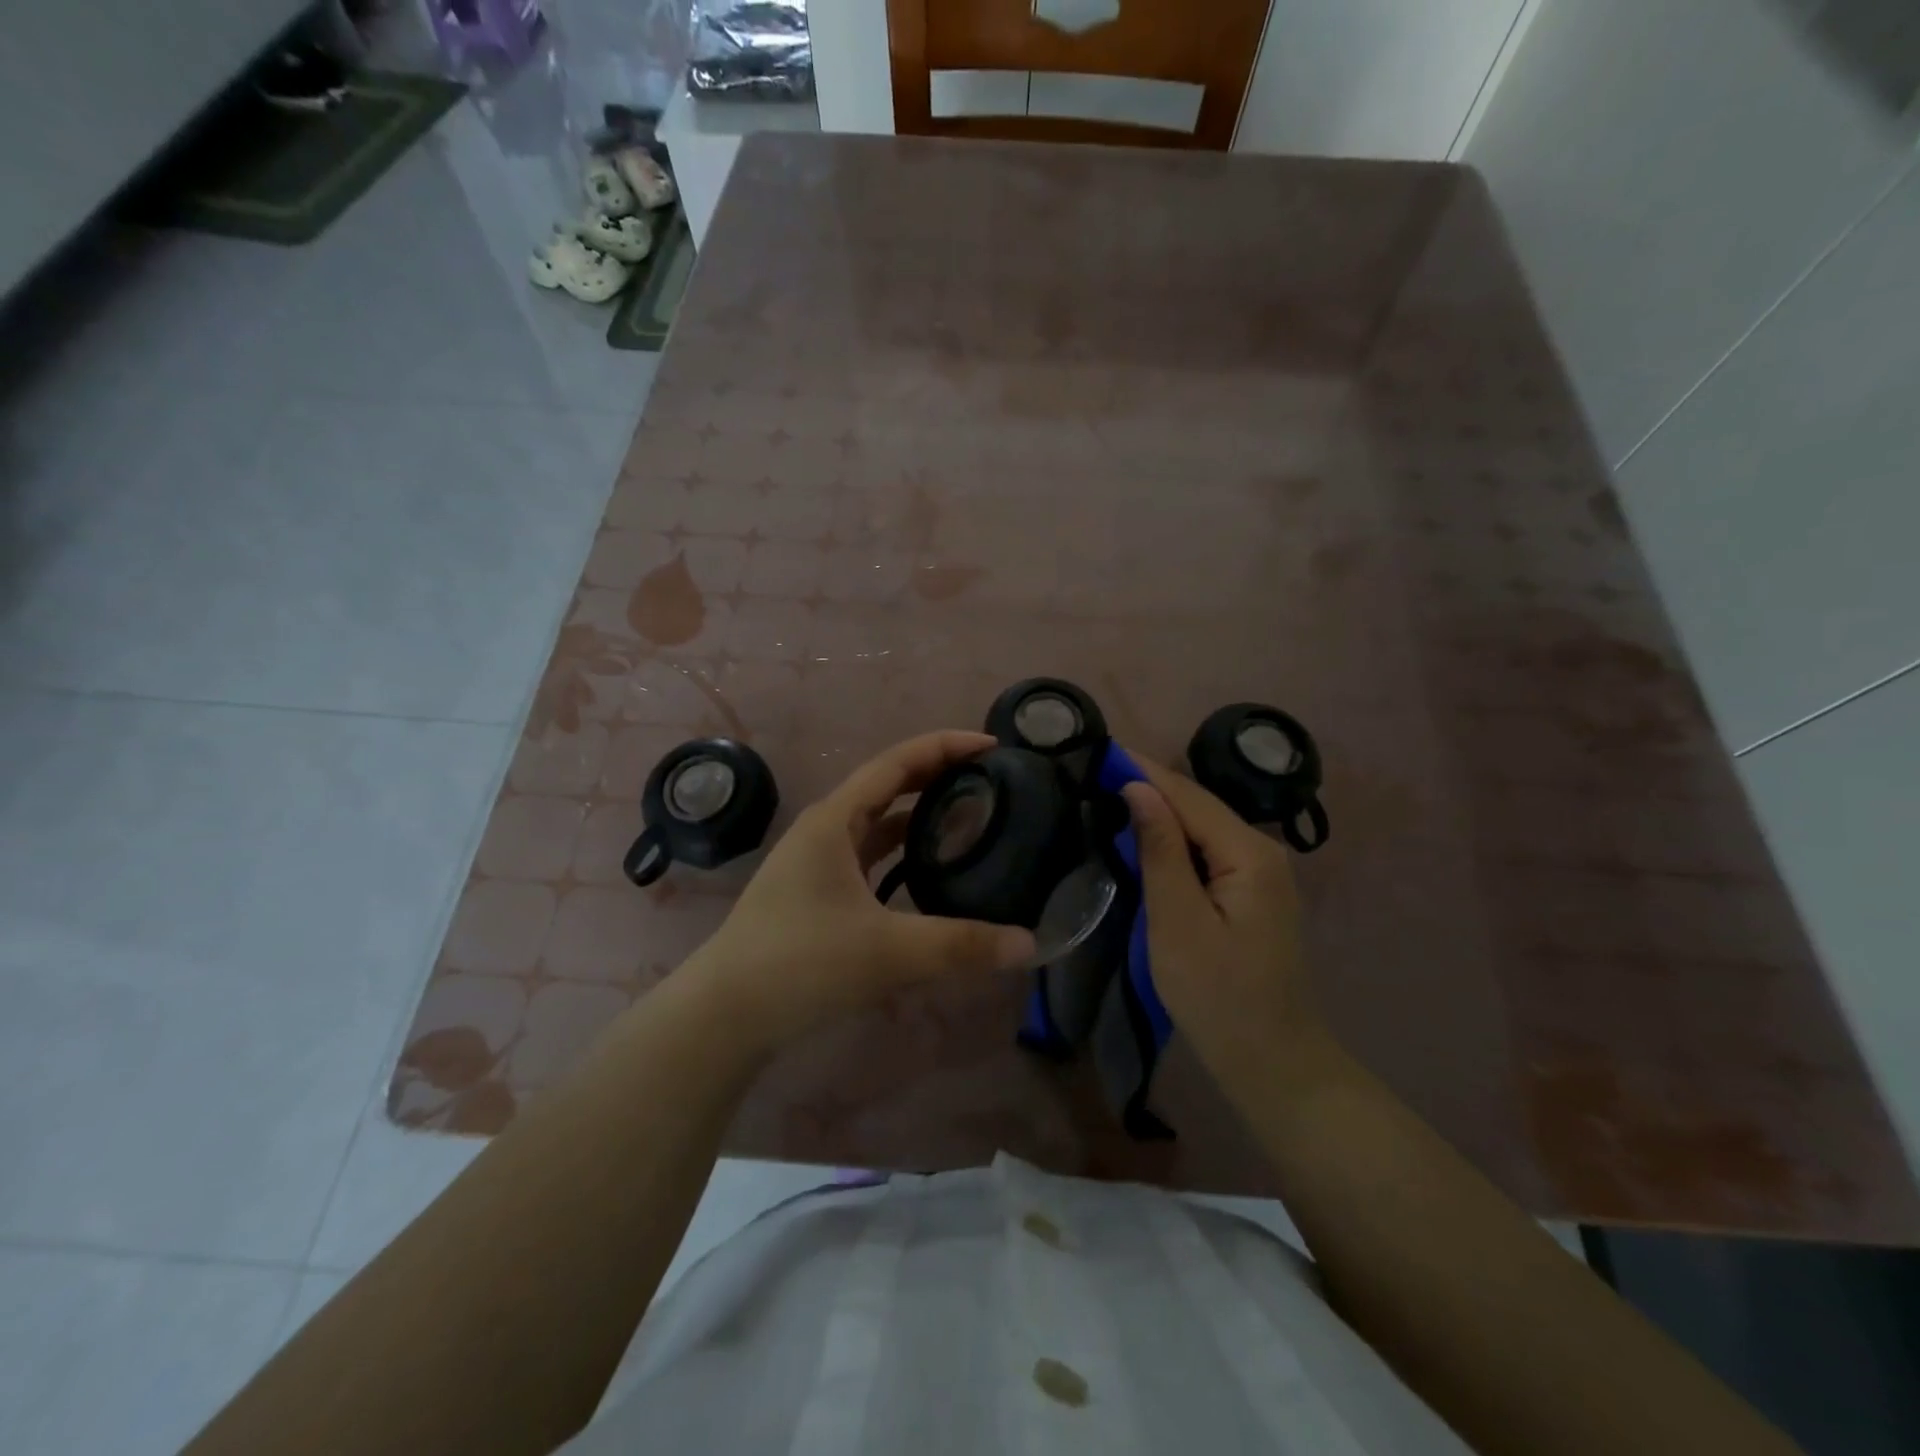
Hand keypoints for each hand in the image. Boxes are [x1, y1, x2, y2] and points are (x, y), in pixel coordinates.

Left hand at [687, 731, 1036, 1053]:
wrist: (724, 1015)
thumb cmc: (801, 964)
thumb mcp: (888, 952)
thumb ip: (962, 946)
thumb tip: (1031, 945)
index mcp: (836, 819)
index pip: (898, 762)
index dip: (946, 746)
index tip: (993, 748)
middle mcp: (825, 829)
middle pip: (889, 785)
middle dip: (938, 776)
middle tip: (990, 781)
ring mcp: (817, 862)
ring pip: (877, 823)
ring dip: (919, 815)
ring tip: (968, 820)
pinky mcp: (816, 893)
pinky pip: (869, 857)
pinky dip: (902, 853)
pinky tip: (928, 873)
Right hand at [1122, 759, 1326, 1078]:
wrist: (1271, 1061)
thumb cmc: (1218, 995)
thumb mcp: (1178, 921)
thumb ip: (1160, 850)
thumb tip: (1139, 788)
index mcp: (1249, 854)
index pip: (1189, 796)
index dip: (1144, 770)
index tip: (1100, 748)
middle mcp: (1262, 852)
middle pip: (1199, 806)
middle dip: (1150, 785)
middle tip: (1095, 769)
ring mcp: (1260, 874)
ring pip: (1202, 827)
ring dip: (1159, 809)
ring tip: (1109, 791)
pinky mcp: (1250, 894)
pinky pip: (1207, 850)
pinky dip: (1173, 838)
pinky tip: (1144, 834)